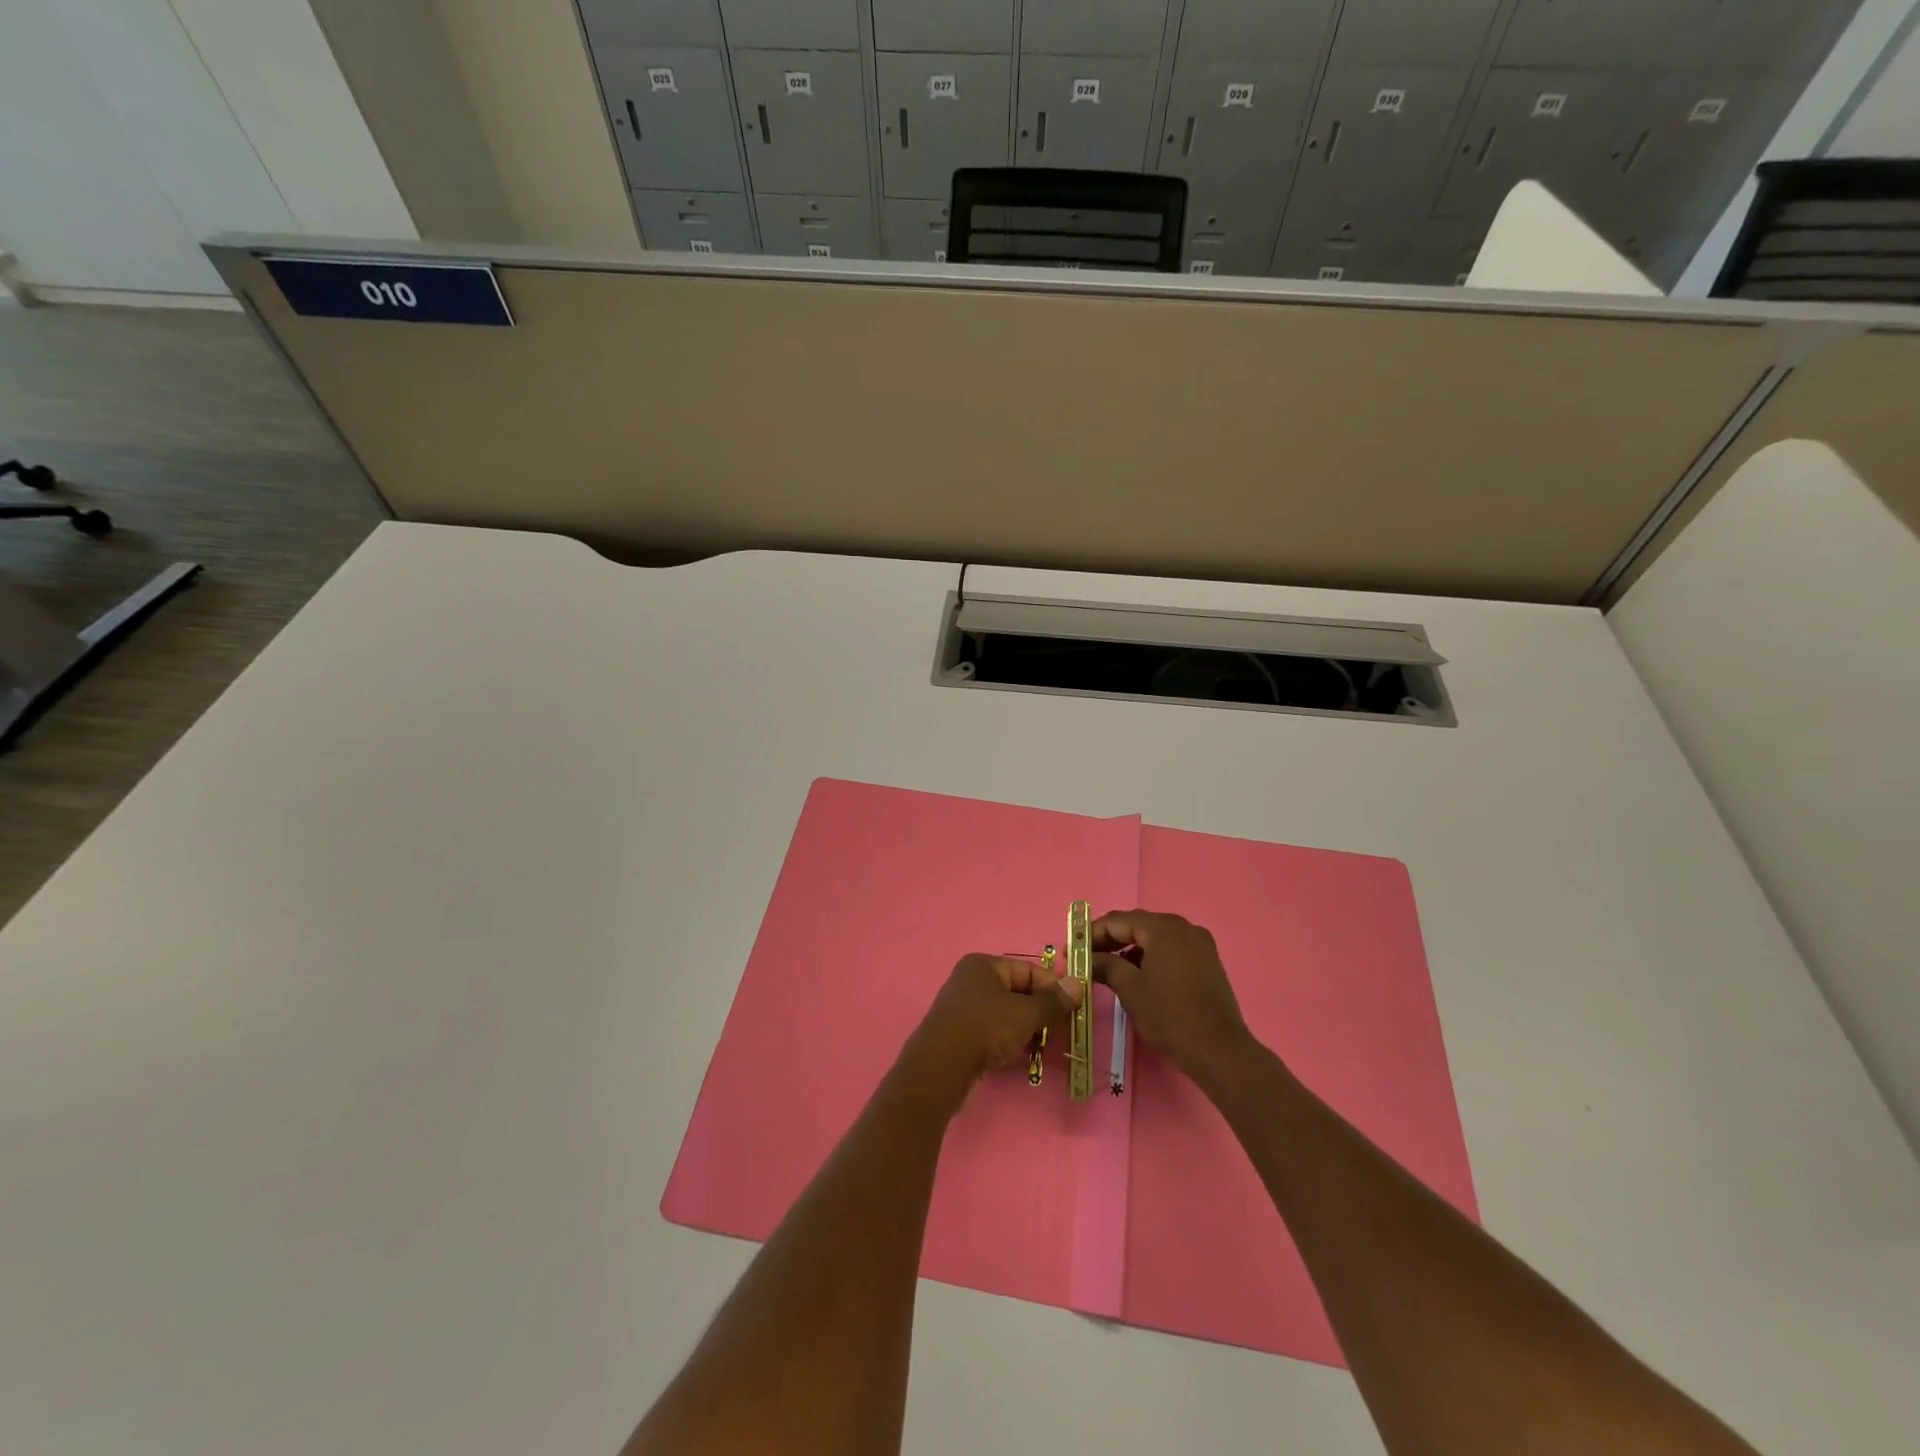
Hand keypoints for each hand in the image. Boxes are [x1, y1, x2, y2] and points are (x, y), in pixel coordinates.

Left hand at [903, 954, 1083, 1106]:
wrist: (941, 1067)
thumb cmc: (985, 1028)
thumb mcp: (1025, 1014)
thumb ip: (1053, 1001)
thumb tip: (1078, 984)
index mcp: (984, 965)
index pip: (1028, 970)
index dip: (1052, 987)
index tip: (1072, 1008)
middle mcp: (971, 981)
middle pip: (1017, 992)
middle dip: (1040, 1011)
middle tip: (1062, 1031)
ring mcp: (963, 1008)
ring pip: (1005, 1014)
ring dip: (1027, 1028)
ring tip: (1044, 1047)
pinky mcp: (959, 1034)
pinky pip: (992, 1031)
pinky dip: (1009, 1040)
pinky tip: (1021, 1056)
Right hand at [1092, 910, 1249, 1077]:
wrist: (1218, 1049)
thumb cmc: (1170, 1015)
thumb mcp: (1131, 989)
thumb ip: (1106, 966)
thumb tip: (1088, 959)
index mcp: (1163, 928)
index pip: (1118, 920)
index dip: (1092, 933)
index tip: (1072, 950)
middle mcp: (1183, 927)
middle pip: (1138, 925)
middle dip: (1110, 940)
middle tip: (1086, 958)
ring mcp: (1199, 943)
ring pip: (1155, 938)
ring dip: (1130, 949)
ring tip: (1108, 968)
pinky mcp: (1207, 961)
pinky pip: (1171, 949)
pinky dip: (1151, 957)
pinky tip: (1137, 975)